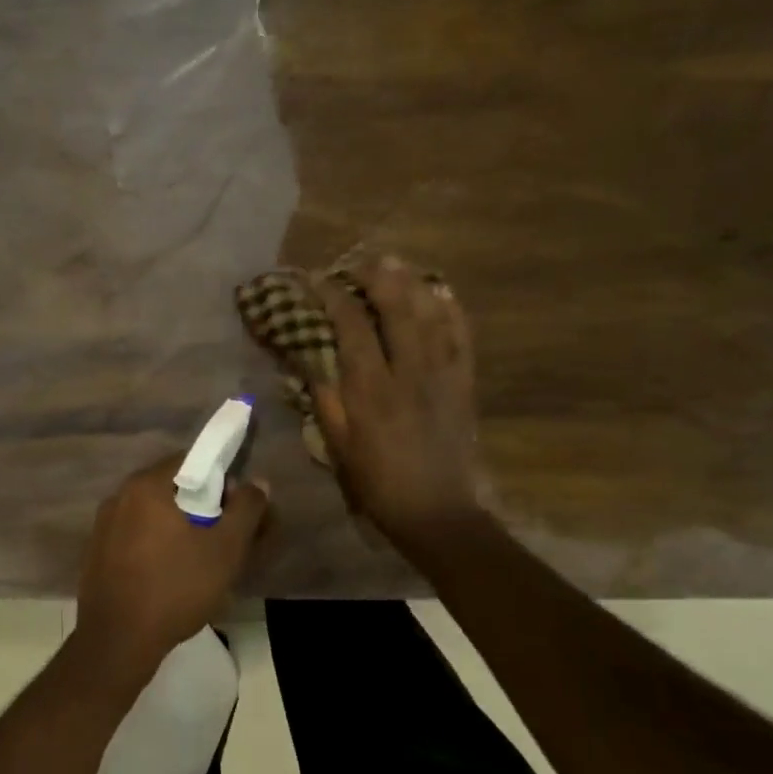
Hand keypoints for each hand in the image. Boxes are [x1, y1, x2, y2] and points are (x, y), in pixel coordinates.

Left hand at [76, 456, 268, 675]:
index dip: (221, 480)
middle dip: (202, 506)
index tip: (237, 510)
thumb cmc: (176, 587)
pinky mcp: (96, 554)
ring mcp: (103, 526)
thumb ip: (246, 509)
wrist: (118, 642)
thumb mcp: (225, 549)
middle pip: (172, 488)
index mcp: (146, 485)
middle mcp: (119, 496)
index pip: (191, 461)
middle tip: (225, 538)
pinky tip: (169, 576)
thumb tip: (257, 483)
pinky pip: (135, 537)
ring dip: (179, 528)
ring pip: (153, 515)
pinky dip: (156, 546)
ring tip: (201, 561)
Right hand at [312, 254, 487, 559]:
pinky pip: (461, 334)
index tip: (317, 280)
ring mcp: (442, 373)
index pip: (351, 325)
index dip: (332, 296)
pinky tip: (439, 291)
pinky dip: (450, 307)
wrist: (437, 511)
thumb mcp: (338, 444)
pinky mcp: (464, 381)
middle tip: (358, 262)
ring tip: (394, 264)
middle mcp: (409, 370)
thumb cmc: (377, 481)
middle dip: (375, 276)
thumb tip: (308, 357)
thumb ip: (324, 397)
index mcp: (371, 388)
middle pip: (396, 306)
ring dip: (411, 281)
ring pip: (430, 312)